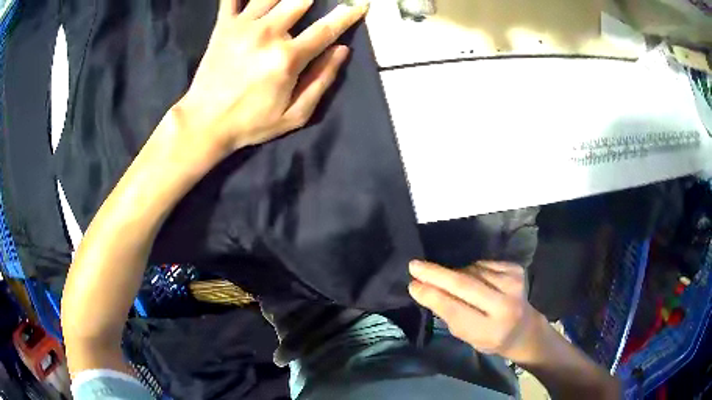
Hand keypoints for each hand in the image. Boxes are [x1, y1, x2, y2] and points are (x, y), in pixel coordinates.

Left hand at [176, 0, 368, 152]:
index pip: (326, 28)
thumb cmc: (251, 123)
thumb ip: (321, 80)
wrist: (204, 123)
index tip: (360, 4)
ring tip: (289, 2)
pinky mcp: (223, 27)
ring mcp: (242, 27)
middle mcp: (268, 34)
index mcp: (288, 58)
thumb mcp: (295, 115)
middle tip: (315, 4)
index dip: (348, 14)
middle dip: (313, 0)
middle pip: (300, 0)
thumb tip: (341, 50)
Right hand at [409, 261, 543, 361]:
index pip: (455, 310)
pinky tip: (474, 279)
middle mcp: (505, 306)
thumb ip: (448, 314)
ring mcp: (513, 284)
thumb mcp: (467, 336)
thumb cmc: (490, 337)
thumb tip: (423, 288)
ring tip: (453, 283)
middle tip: (414, 265)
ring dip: (455, 274)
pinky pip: (483, 264)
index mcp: (490, 330)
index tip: (413, 284)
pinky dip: (472, 269)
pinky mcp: (516, 269)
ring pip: (472, 271)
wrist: (523, 328)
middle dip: (436, 274)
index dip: (432, 296)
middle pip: (465, 284)